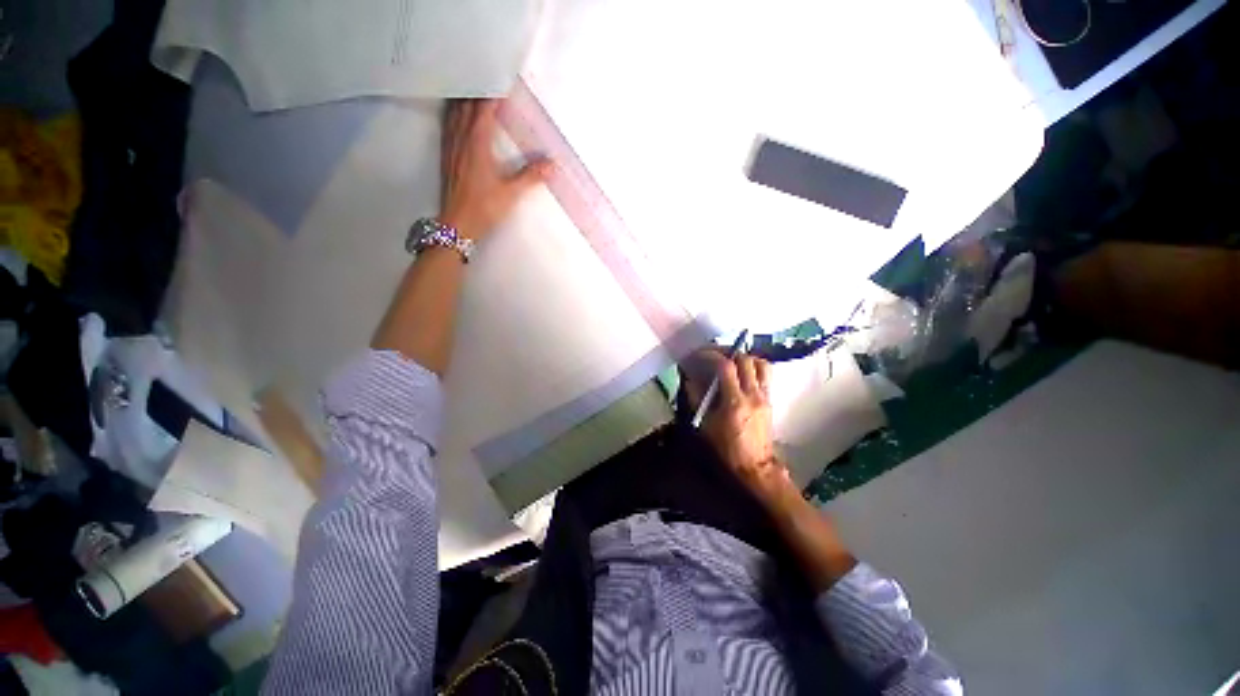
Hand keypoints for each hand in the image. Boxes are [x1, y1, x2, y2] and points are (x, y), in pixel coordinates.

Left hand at [439, 99, 551, 241]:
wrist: (457, 224)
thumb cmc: (483, 207)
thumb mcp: (511, 193)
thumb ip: (531, 176)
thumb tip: (552, 164)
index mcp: (477, 144)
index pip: (483, 110)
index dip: (492, 95)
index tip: (503, 84)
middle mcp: (460, 140)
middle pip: (465, 106)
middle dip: (477, 93)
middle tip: (489, 85)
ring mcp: (450, 147)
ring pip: (454, 114)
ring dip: (464, 101)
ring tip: (474, 94)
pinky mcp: (446, 157)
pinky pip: (448, 126)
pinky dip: (455, 115)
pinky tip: (459, 118)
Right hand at [684, 350, 795, 507]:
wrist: (755, 466)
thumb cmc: (727, 448)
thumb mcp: (706, 425)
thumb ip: (697, 399)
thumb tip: (689, 379)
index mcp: (735, 401)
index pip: (725, 366)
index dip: (711, 355)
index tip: (700, 355)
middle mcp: (753, 394)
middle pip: (745, 360)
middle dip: (727, 352)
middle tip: (714, 355)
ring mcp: (764, 396)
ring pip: (761, 364)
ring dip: (745, 358)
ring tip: (732, 361)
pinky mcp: (770, 400)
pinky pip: (766, 375)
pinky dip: (754, 368)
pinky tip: (742, 374)